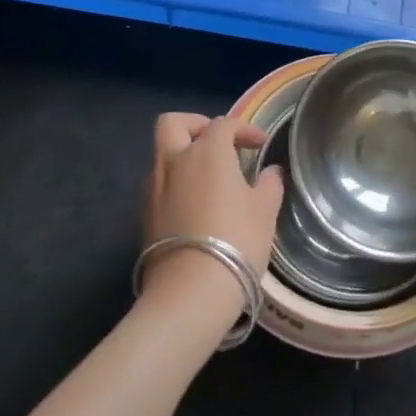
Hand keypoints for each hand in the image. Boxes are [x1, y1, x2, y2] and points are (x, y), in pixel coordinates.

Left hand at [140, 114, 284, 321]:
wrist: (189, 292)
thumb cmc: (236, 241)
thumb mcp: (265, 211)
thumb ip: (269, 185)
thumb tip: (270, 172)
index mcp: (207, 152)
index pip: (223, 124)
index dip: (244, 129)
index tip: (259, 144)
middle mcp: (175, 161)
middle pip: (173, 123)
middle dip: (195, 125)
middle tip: (217, 143)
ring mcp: (154, 187)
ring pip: (162, 154)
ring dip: (183, 156)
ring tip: (208, 178)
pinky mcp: (144, 214)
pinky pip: (159, 183)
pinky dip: (176, 182)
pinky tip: (194, 204)